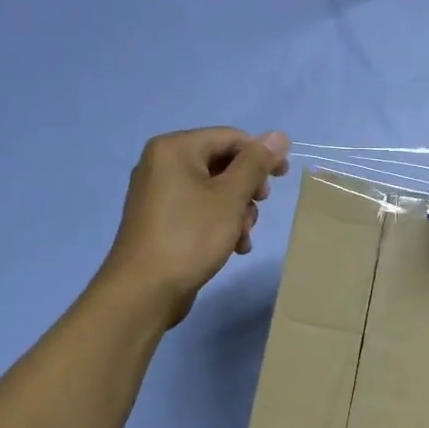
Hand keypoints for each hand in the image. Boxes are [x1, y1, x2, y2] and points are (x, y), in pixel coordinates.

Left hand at [97, 127, 290, 326]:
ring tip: (243, 236)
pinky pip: (198, 209)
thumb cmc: (189, 236)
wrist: (144, 291)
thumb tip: (279, 135)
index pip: (229, 137)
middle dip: (246, 189)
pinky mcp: (161, 220)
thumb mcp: (230, 197)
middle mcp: (162, 164)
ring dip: (236, 211)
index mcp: (174, 148)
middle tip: (259, 207)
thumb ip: (256, 163)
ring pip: (213, 190)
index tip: (284, 176)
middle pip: (221, 163)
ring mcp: (159, 193)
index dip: (261, 154)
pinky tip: (233, 247)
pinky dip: (219, 223)